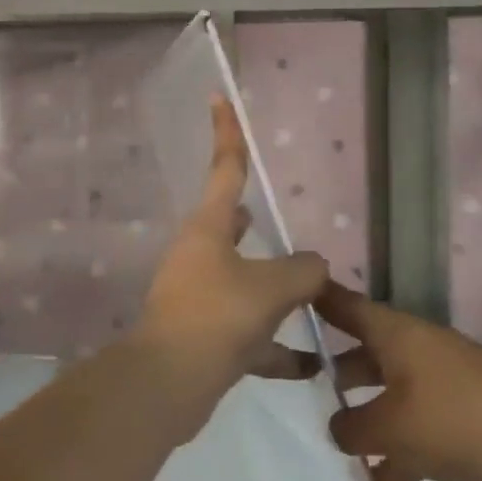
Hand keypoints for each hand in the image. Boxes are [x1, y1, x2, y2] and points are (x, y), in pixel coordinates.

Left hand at [135, 97, 328, 405]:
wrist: (167, 384)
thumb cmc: (218, 315)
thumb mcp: (274, 286)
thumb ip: (304, 270)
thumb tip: (315, 266)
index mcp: (210, 228)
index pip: (226, 168)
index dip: (226, 131)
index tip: (217, 96)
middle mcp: (199, 256)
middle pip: (229, 226)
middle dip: (248, 220)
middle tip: (265, 213)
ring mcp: (197, 296)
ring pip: (242, 281)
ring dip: (272, 289)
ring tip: (310, 294)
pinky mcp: (202, 336)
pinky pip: (247, 332)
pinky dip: (274, 346)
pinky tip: (309, 364)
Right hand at [319, 282, 481, 480]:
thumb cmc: (454, 418)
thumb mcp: (391, 425)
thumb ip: (354, 427)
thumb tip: (339, 429)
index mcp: (397, 335)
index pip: (348, 307)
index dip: (319, 300)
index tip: (289, 293)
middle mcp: (416, 351)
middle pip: (366, 354)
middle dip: (337, 372)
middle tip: (301, 387)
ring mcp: (441, 384)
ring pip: (390, 394)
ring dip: (367, 418)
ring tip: (334, 443)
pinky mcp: (462, 418)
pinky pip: (417, 429)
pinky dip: (398, 451)